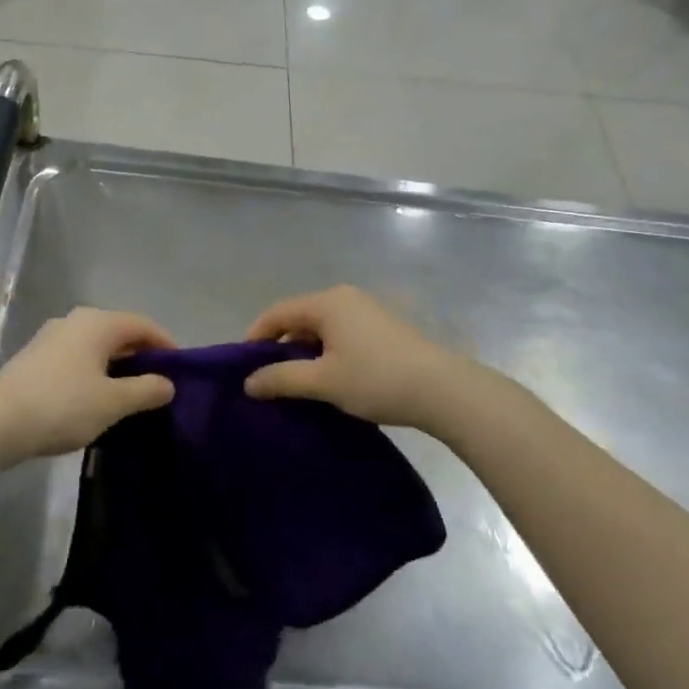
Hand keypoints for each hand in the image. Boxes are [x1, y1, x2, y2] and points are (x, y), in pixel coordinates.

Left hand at [0, 308, 176, 462]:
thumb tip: (168, 384)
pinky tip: (95, 398)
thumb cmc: (62, 406)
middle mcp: (75, 320)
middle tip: (158, 384)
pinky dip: (94, 372)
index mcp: (98, 323)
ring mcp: (52, 337)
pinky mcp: (35, 357)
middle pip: (119, 332)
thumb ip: (146, 390)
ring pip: (96, 346)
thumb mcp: (112, 402)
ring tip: (130, 395)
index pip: (143, 324)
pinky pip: (77, 357)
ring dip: (117, 365)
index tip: (181, 370)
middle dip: (142, 355)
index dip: (166, 344)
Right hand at [243, 285, 464, 430]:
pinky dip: (327, 353)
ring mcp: (367, 311)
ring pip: (321, 328)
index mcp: (326, 302)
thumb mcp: (323, 381)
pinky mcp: (384, 328)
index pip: (276, 313)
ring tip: (299, 385)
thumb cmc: (376, 379)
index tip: (244, 368)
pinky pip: (341, 335)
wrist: (444, 390)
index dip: (255, 338)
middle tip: (270, 380)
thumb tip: (248, 382)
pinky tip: (331, 380)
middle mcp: (345, 297)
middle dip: (280, 348)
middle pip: (299, 318)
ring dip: (305, 353)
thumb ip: (281, 378)